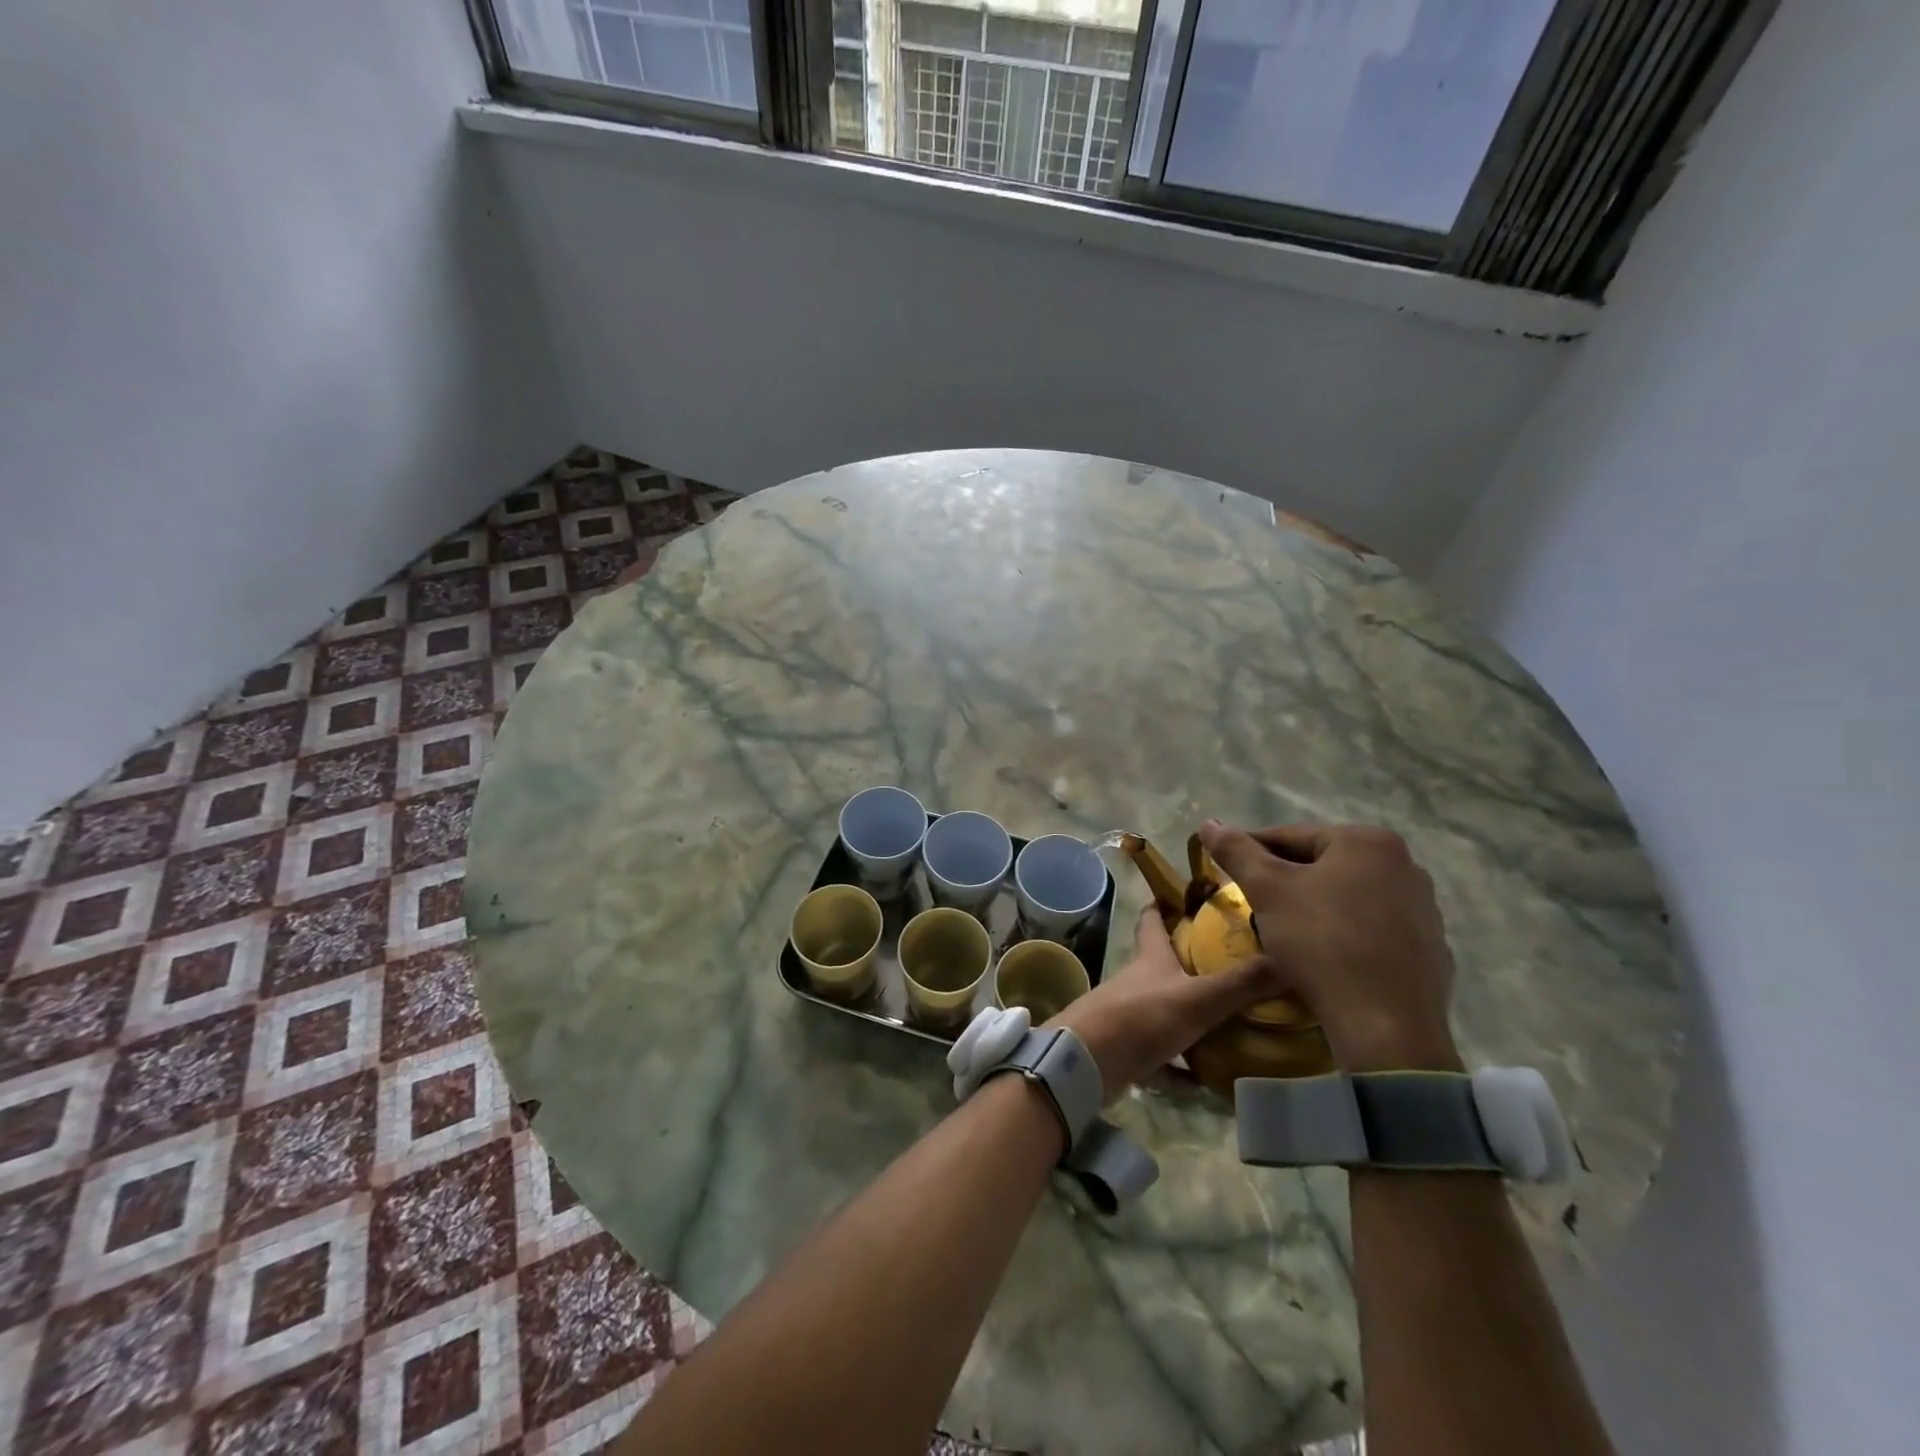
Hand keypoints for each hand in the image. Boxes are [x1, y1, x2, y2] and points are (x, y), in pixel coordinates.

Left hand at [1049, 907, 1283, 1099]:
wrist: (1088, 1062)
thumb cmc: (1141, 1017)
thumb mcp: (1198, 998)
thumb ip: (1242, 983)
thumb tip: (1292, 958)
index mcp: (1151, 958)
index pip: (1153, 919)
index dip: (1166, 904)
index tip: (1189, 897)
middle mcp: (1140, 981)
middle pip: (1165, 966)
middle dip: (1194, 965)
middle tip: (1237, 970)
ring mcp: (1132, 1017)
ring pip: (1168, 1013)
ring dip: (1195, 1021)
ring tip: (1237, 1028)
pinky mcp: (1129, 1052)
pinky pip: (1163, 1060)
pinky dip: (1184, 1069)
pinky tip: (1211, 1081)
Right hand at [1197, 820, 1461, 1073]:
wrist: (1385, 1025)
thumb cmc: (1321, 942)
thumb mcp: (1267, 890)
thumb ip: (1236, 851)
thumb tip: (1208, 823)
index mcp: (1368, 842)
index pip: (1292, 837)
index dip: (1252, 852)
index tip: (1225, 870)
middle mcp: (1405, 865)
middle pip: (1323, 865)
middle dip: (1285, 881)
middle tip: (1252, 903)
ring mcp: (1424, 908)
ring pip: (1348, 896)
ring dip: (1315, 906)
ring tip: (1284, 931)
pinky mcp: (1430, 948)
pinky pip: (1373, 929)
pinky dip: (1345, 934)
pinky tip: (1324, 956)